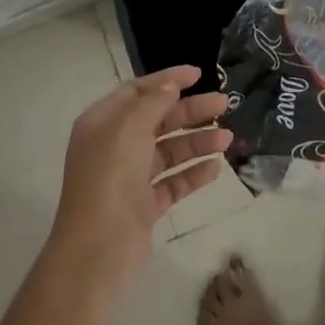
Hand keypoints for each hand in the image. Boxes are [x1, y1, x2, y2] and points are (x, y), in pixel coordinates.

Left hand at [47, 67, 231, 295]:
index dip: (167, 80)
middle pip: (157, 119)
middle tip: (224, 104)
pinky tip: (216, 167)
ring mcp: (129, 178)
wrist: (98, 250)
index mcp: (102, 123)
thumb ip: (153, 101)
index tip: (199, 74)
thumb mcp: (130, 128)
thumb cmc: (110, 177)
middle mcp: (114, 147)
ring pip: (168, 151)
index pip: (137, 91)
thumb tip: (170, 86)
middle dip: (190, 111)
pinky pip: (172, 182)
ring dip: (197, 142)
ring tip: (227, 138)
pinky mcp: (143, 207)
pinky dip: (193, 173)